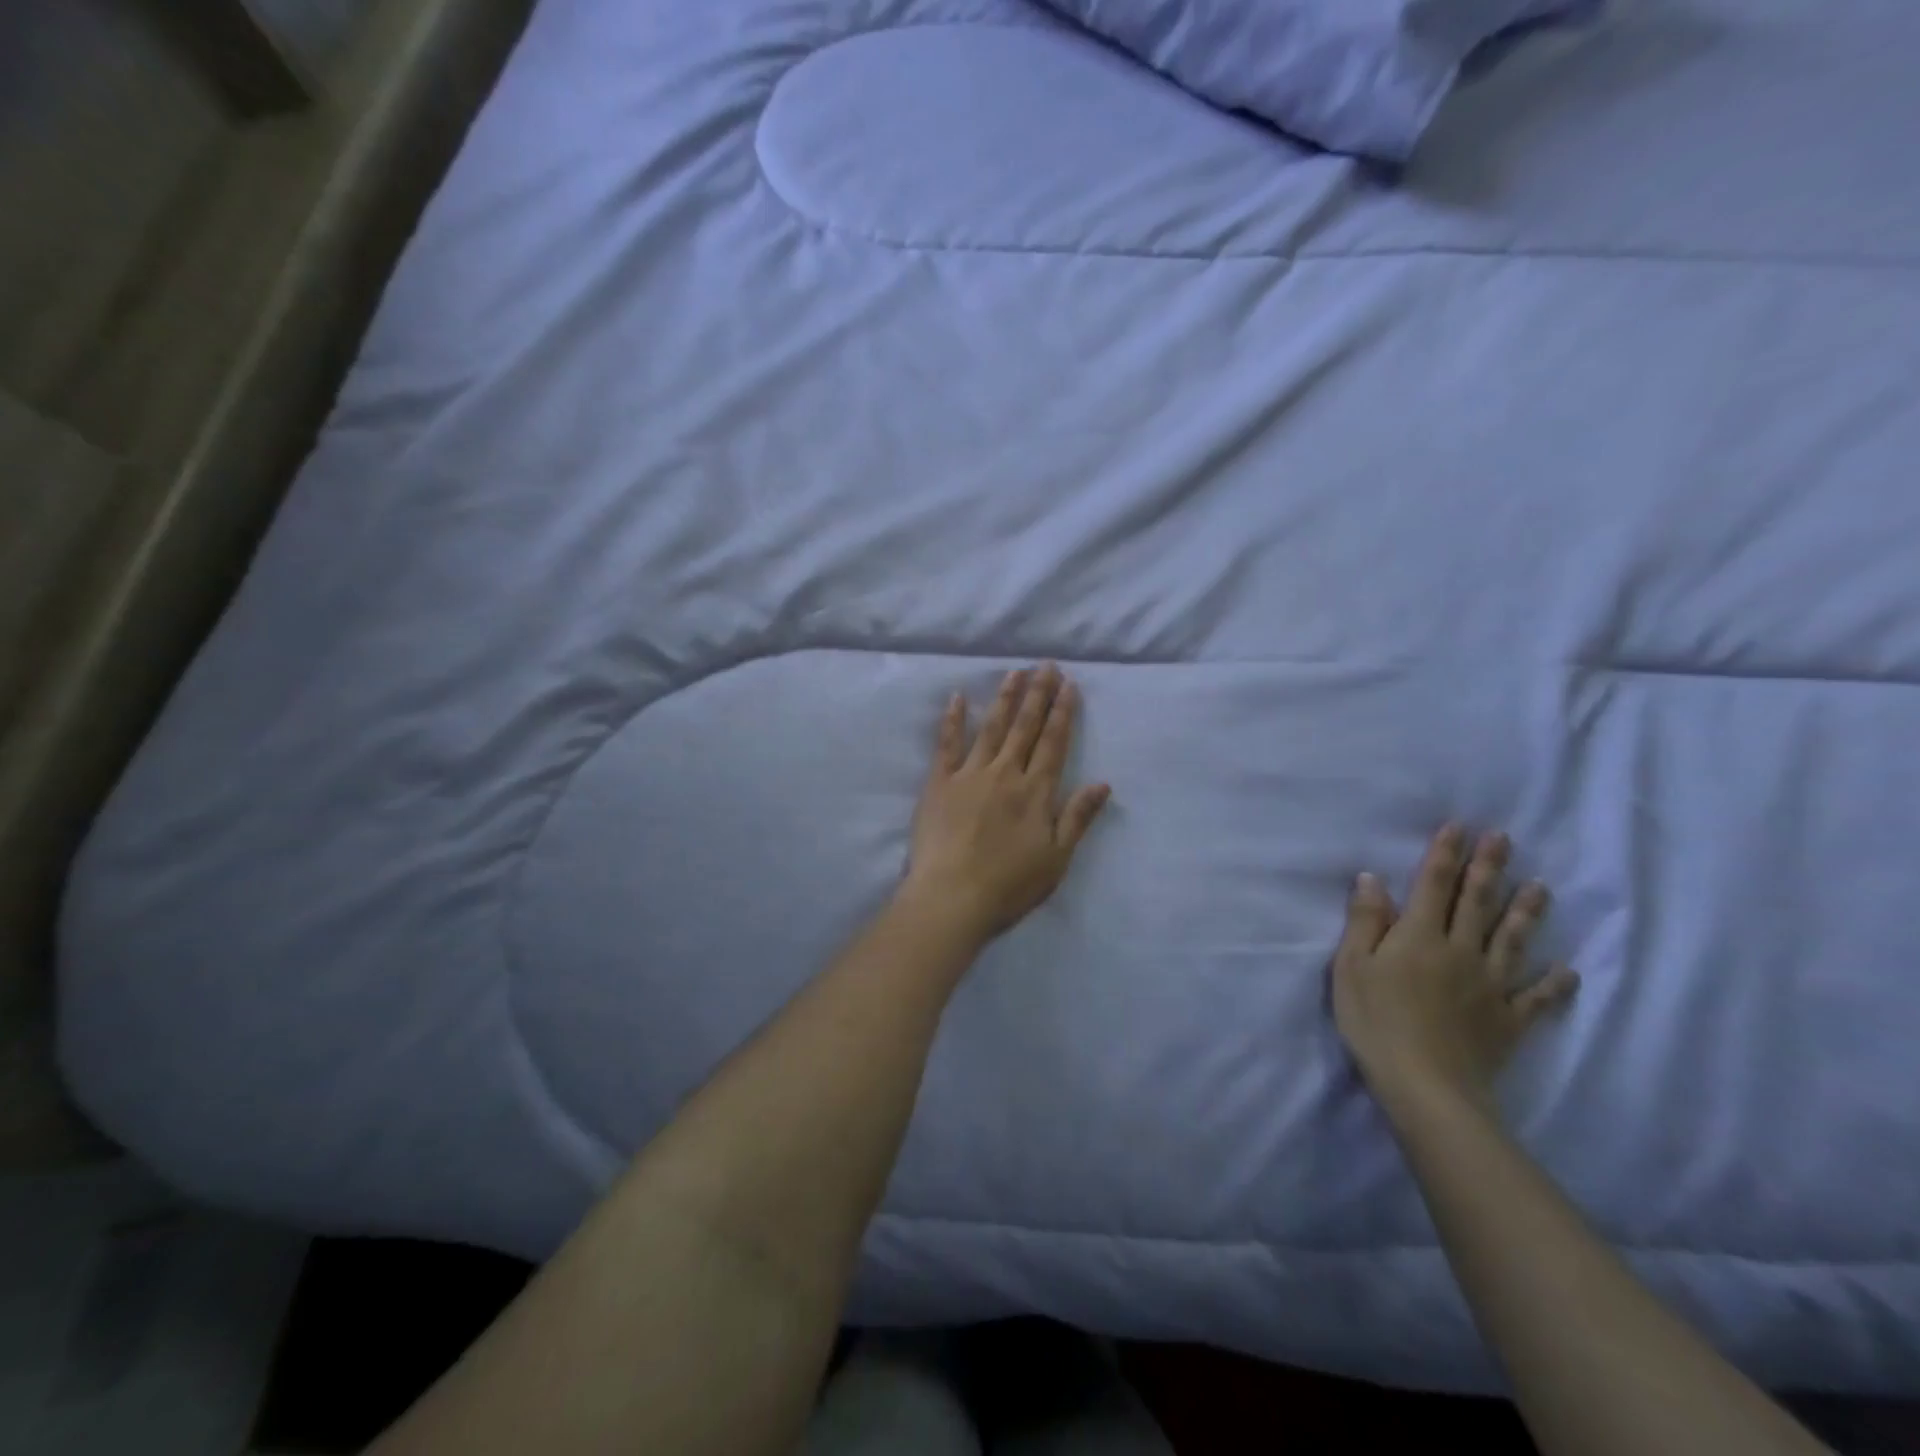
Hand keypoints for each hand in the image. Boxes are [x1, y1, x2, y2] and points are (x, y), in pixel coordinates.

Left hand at [902, 665, 1111, 944]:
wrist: (952, 897)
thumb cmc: (1009, 885)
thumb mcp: (1057, 858)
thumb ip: (1078, 817)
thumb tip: (1103, 783)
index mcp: (1036, 792)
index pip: (1053, 743)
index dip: (1063, 713)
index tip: (1068, 685)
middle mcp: (1005, 774)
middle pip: (1025, 728)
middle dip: (1038, 695)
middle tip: (1045, 666)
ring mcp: (970, 775)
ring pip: (992, 728)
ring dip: (1005, 699)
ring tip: (1014, 673)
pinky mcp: (939, 783)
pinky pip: (947, 744)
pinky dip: (953, 719)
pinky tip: (958, 697)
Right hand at [1332, 826, 1577, 1112]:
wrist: (1426, 1085)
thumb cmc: (1375, 1021)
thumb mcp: (1351, 967)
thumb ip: (1364, 922)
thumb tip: (1372, 878)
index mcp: (1419, 936)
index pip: (1433, 885)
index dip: (1446, 854)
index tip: (1459, 826)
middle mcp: (1461, 951)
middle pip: (1477, 903)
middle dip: (1489, 868)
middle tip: (1504, 839)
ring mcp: (1490, 986)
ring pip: (1512, 940)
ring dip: (1526, 912)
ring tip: (1541, 887)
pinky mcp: (1508, 1020)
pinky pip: (1536, 998)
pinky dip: (1554, 984)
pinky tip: (1567, 971)